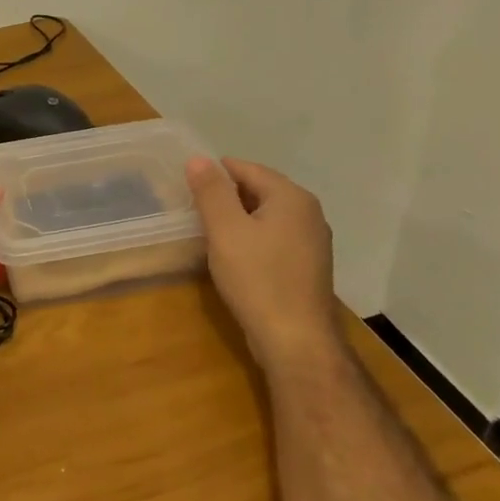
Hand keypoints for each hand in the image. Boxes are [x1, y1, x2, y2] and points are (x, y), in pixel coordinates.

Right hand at [186, 157, 338, 369]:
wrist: (295, 341)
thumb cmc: (257, 279)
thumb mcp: (225, 230)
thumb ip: (211, 192)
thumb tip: (198, 159)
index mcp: (291, 197)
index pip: (246, 168)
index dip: (214, 175)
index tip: (187, 190)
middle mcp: (309, 213)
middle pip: (258, 190)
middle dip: (225, 197)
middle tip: (194, 213)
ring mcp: (312, 241)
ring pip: (266, 216)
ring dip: (238, 220)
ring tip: (209, 234)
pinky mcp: (308, 266)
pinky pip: (274, 238)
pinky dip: (252, 239)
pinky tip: (234, 257)